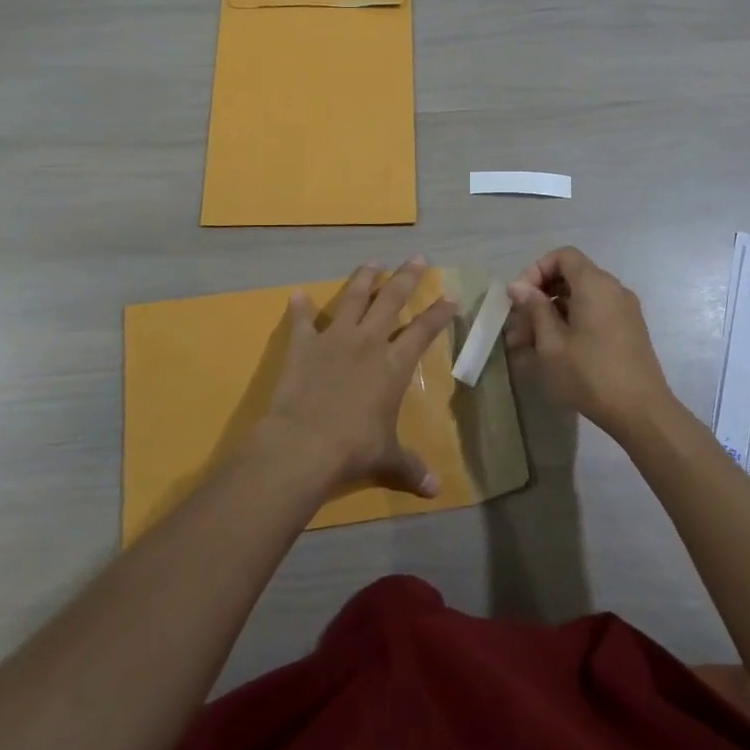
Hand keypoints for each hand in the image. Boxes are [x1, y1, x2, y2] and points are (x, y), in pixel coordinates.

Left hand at [257, 257, 459, 499]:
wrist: (304, 443)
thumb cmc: (353, 449)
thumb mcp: (387, 459)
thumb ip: (411, 468)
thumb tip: (435, 491)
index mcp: (393, 365)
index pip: (423, 331)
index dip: (439, 313)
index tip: (451, 296)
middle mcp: (368, 342)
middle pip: (391, 300)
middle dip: (406, 277)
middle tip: (418, 258)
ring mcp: (334, 339)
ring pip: (352, 298)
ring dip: (364, 278)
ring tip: (372, 262)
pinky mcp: (303, 345)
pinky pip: (302, 320)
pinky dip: (300, 307)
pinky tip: (297, 294)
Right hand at [506, 247, 675, 436]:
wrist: (642, 412)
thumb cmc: (590, 374)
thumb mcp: (552, 342)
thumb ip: (534, 308)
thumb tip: (518, 286)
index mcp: (595, 284)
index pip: (563, 256)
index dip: (537, 270)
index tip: (521, 298)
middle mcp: (613, 290)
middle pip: (570, 277)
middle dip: (539, 297)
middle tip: (517, 326)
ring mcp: (623, 311)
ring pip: (579, 300)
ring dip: (551, 315)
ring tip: (525, 344)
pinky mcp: (627, 331)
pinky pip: (593, 315)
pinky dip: (571, 324)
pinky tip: (551, 351)